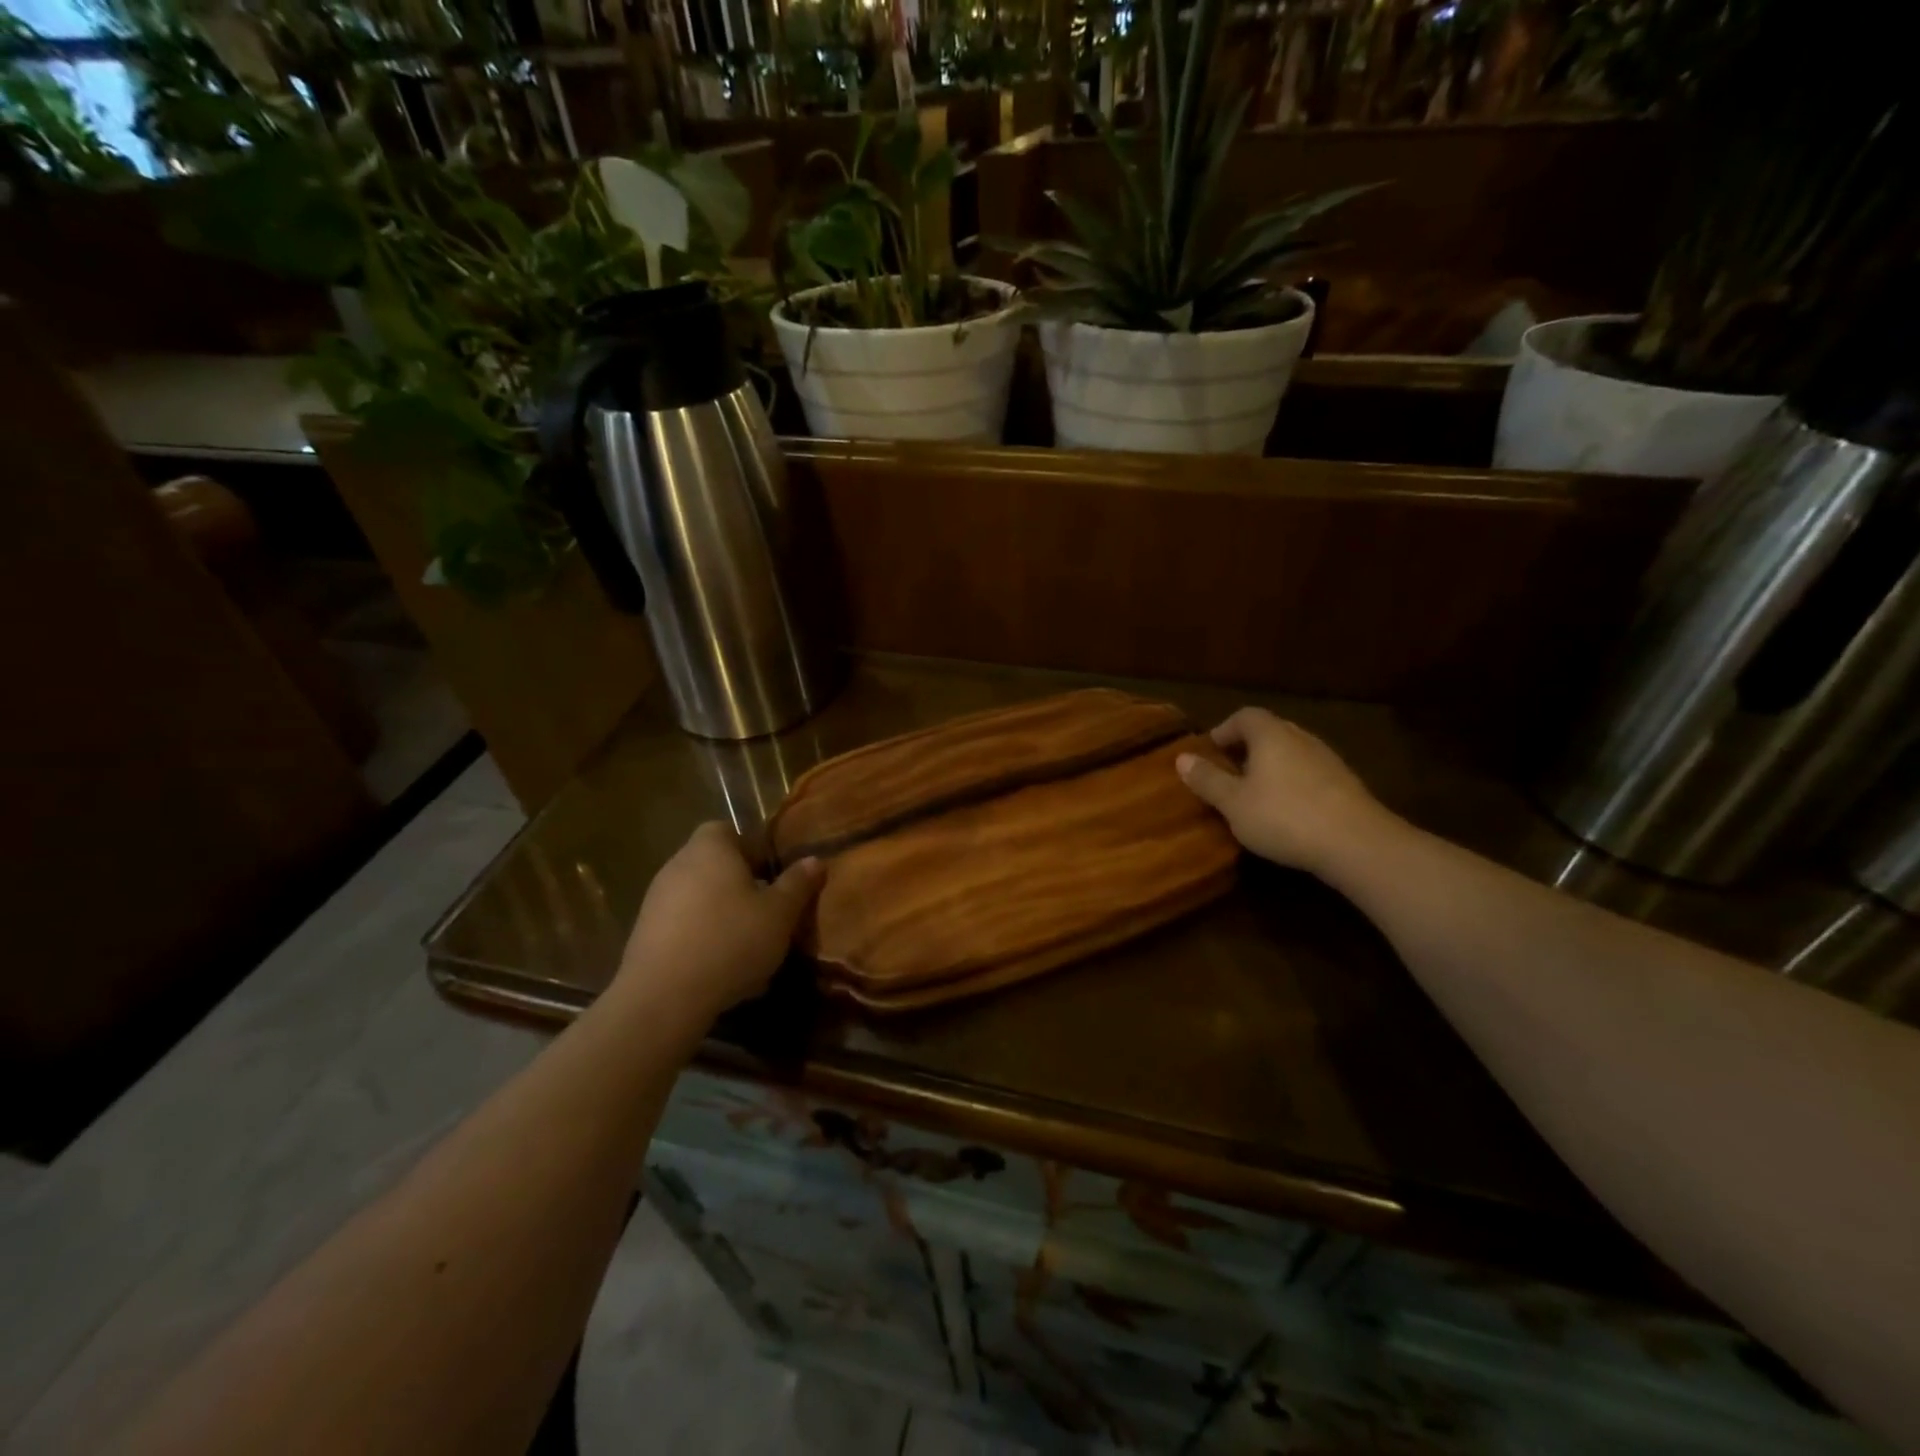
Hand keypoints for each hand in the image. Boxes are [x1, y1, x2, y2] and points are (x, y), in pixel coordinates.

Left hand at [615, 822, 823, 1023]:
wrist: (664, 997)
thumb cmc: (730, 941)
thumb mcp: (780, 913)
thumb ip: (798, 884)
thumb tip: (814, 860)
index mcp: (711, 848)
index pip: (730, 831)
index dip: (754, 850)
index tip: (773, 876)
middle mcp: (678, 864)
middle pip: (715, 865)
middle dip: (741, 885)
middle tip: (767, 912)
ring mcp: (656, 900)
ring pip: (700, 898)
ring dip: (722, 914)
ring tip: (748, 946)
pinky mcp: (644, 934)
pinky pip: (683, 926)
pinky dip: (702, 938)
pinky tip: (721, 968)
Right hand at [1176, 709, 1392, 875]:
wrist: (1357, 843)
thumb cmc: (1283, 816)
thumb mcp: (1233, 803)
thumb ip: (1207, 780)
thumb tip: (1181, 758)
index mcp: (1271, 735)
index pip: (1245, 716)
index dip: (1224, 729)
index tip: (1210, 751)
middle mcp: (1301, 738)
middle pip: (1270, 731)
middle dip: (1247, 747)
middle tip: (1229, 772)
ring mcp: (1328, 760)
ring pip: (1292, 752)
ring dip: (1271, 766)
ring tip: (1255, 793)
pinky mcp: (1346, 784)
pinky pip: (1310, 773)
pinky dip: (1293, 782)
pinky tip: (1287, 811)